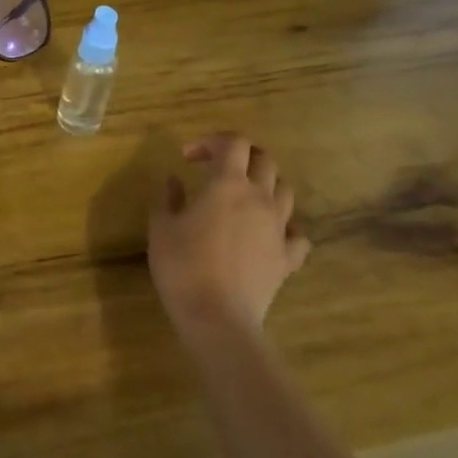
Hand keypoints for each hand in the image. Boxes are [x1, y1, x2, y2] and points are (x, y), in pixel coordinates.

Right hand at [148, 133, 310, 340]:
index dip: (212, 141)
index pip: (233, 142)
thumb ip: (168, 197)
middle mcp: (259, 198)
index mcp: (227, 184)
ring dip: (264, 186)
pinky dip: (283, 227)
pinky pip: (296, 234)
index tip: (188, 157)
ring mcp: (279, 228)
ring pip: (285, 191)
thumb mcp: (161, 226)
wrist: (217, 316)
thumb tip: (174, 179)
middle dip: (241, 157)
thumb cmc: (182, 265)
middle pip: (264, 160)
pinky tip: (267, 234)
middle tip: (216, 169)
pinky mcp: (288, 257)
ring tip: (242, 198)